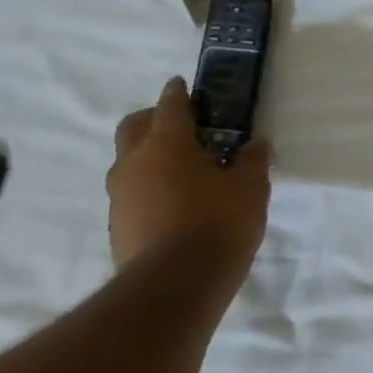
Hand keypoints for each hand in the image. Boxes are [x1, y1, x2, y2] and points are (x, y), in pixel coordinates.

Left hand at [106, 77, 272, 271]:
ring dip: (149, 156)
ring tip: (183, 169)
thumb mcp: (251, 187)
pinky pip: (131, 192)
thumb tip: (255, 144)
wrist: (174, 286)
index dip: (179, 93)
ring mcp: (120, 195)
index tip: (184, 86)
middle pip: (134, 126)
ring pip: (129, 161)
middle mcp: (134, 162)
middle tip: (182, 126)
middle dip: (154, 119)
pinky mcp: (117, 225)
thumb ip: (252, 161)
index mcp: (167, 143)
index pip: (169, 105)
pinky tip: (175, 203)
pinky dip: (149, 186)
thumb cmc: (218, 223)